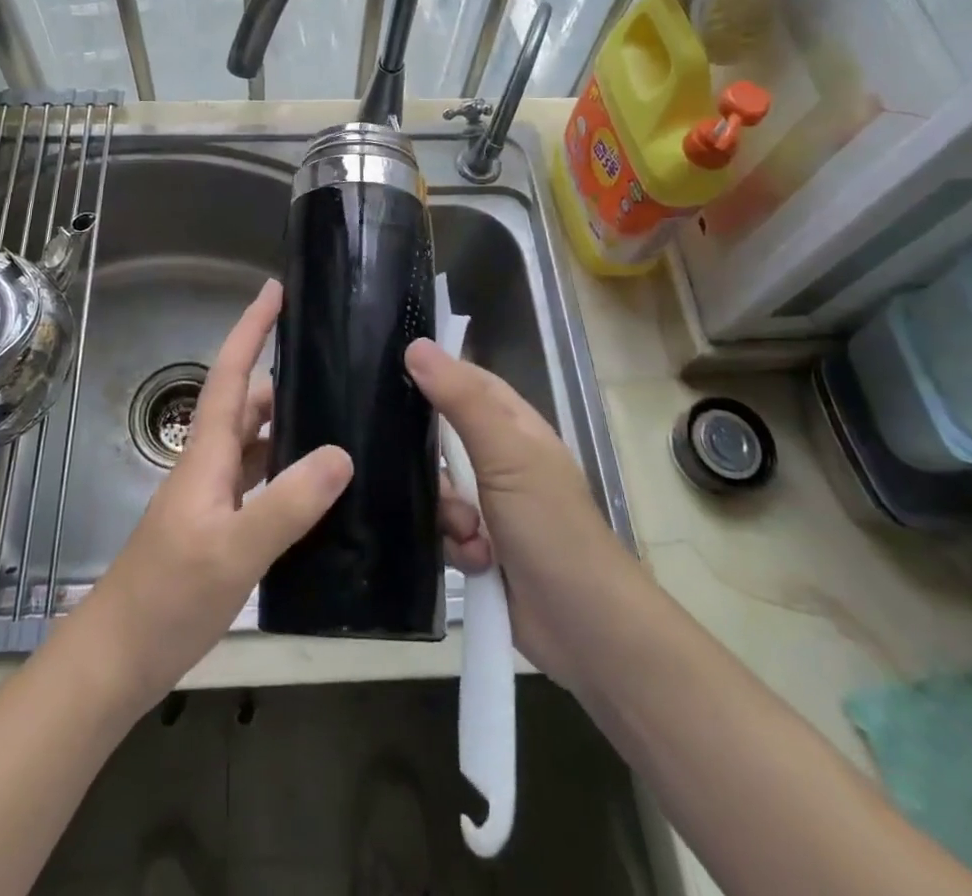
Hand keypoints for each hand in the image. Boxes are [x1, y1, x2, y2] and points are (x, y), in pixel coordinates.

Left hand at [70, 280, 352, 715]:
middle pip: (248, 404)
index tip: (275, 290)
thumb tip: (342, 453)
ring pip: (256, 444)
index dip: (251, 329)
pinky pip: (260, 483)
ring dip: (290, 425)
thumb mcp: (233, 551)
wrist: (117, 660)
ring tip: (341, 421)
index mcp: (206, 455)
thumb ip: (287, 504)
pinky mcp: (220, 529)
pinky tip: (320, 490)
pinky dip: (288, 473)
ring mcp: (213, 499)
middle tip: (336, 366)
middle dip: (285, 376)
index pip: (232, 376)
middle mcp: (209, 466)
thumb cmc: (167, 598)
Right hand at [410, 338, 636, 695]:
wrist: (585, 628)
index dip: (433, 374)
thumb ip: (460, 400)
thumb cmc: (551, 526)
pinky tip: (474, 562)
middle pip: (444, 438)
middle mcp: (503, 460)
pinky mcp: (482, 548)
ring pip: (440, 489)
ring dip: (447, 512)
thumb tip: (416, 344)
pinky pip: (445, 531)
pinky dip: (456, 546)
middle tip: (418, 470)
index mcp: (515, 427)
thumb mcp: (505, 454)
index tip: (386, 373)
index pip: (467, 382)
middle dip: (431, 461)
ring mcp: (493, 506)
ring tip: (468, 534)